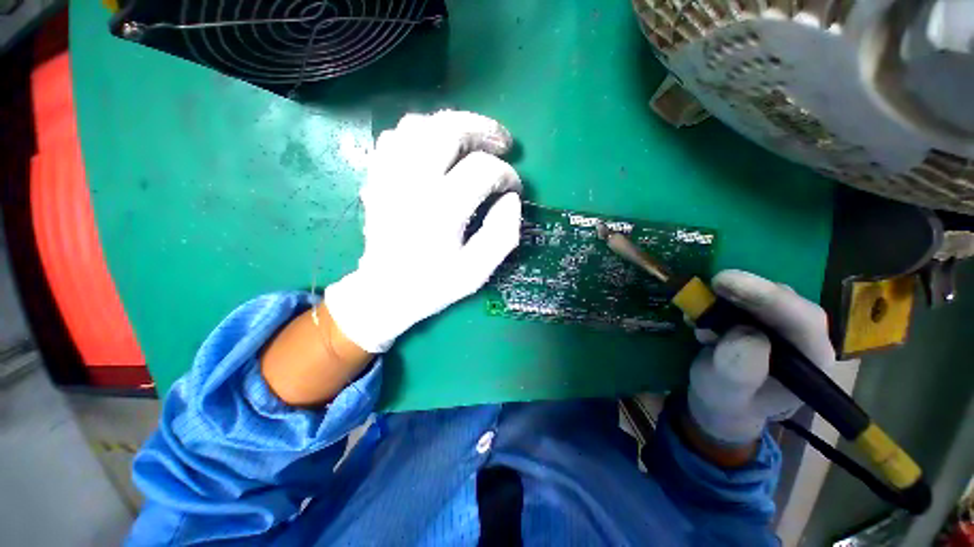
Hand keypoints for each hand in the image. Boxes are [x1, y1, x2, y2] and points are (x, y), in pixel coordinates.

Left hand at [325, 111, 522, 353]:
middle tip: (502, 142)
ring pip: (419, 125)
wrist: (385, 291)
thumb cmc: (433, 284)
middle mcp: (411, 185)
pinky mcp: (377, 177)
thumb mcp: (476, 271)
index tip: (514, 187)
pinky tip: (436, 149)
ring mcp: (389, 177)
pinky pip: (395, 137)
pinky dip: (421, 133)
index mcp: (440, 211)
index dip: (506, 174)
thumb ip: (501, 236)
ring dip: (452, 125)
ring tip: (472, 141)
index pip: (481, 170)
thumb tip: (511, 200)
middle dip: (483, 130)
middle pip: (447, 131)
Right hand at [686, 270, 836, 446]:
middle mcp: (804, 337)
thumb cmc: (728, 402)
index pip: (802, 321)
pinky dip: (719, 300)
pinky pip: (744, 298)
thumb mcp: (728, 393)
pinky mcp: (760, 318)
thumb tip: (743, 333)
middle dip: (748, 290)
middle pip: (785, 301)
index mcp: (811, 361)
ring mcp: (782, 325)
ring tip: (698, 314)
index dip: (768, 297)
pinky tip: (700, 315)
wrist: (723, 401)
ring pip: (763, 296)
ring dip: (729, 296)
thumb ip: (739, 371)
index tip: (726, 283)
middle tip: (712, 284)